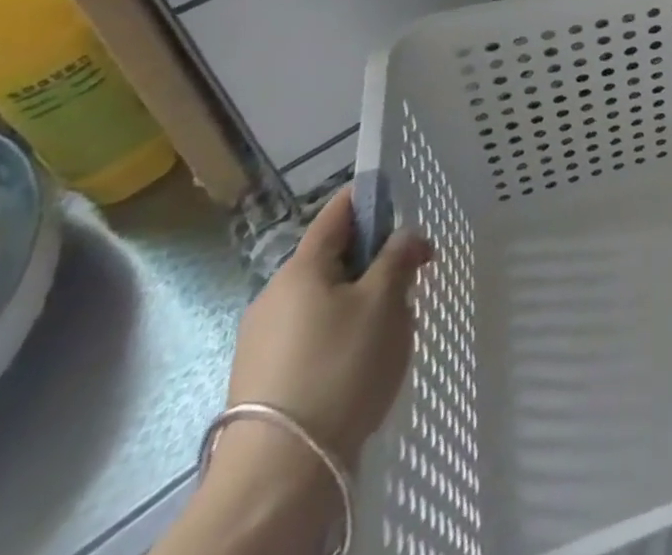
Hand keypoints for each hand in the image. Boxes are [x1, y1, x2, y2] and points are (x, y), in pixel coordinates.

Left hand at [225, 184, 432, 468]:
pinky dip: (341, 334)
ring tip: (391, 329)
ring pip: (325, 299)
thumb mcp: (385, 302)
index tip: (401, 201)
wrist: (278, 474)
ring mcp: (262, 340)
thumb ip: (398, 258)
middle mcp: (274, 295)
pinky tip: (361, 364)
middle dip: (374, 260)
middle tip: (410, 280)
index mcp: (301, 267)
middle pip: (333, 258)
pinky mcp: (262, 378)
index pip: (338, 212)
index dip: (370, 198)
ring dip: (360, 300)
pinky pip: (311, 335)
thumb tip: (405, 235)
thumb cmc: (339, 367)